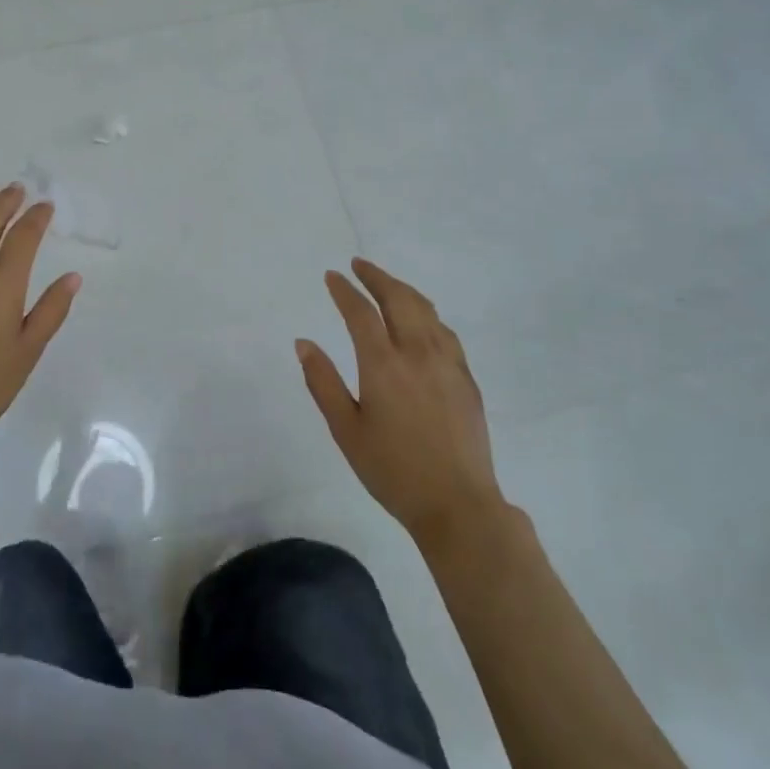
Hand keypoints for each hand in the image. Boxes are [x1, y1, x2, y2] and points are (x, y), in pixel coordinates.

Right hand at [297, 259, 504, 546]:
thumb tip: (303, 343)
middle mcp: (418, 352)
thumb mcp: (346, 430)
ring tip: (386, 285)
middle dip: (377, 277)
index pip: (361, 313)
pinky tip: (421, 321)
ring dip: (403, 290)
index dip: (345, 290)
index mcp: (384, 365)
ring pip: (426, 310)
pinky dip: (426, 314)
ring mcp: (447, 363)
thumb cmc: (392, 470)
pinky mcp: (466, 378)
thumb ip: (323, 382)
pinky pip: (444, 331)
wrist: (457, 504)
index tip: (332, 276)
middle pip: (398, 298)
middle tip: (359, 265)